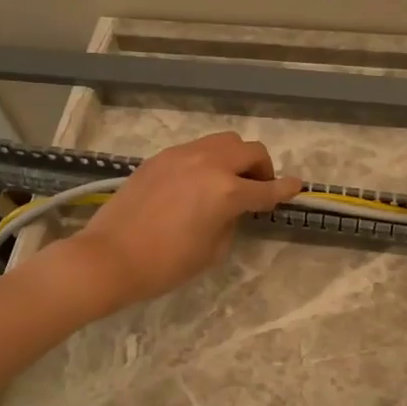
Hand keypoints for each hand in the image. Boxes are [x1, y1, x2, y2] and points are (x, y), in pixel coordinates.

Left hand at [64, 132, 301, 309]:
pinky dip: (208, 159)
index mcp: (226, 192)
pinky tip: (198, 182)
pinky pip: (196, 148)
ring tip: (229, 180)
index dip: (286, 189)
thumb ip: (230, 221)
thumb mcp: (212, 250)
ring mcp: (181, 156)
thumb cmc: (165, 264)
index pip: (266, 188)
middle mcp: (208, 164)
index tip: (297, 186)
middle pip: (250, 150)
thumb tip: (231, 209)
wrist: (109, 257)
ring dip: (236, 157)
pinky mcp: (160, 158)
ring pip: (223, 141)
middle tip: (258, 188)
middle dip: (262, 168)